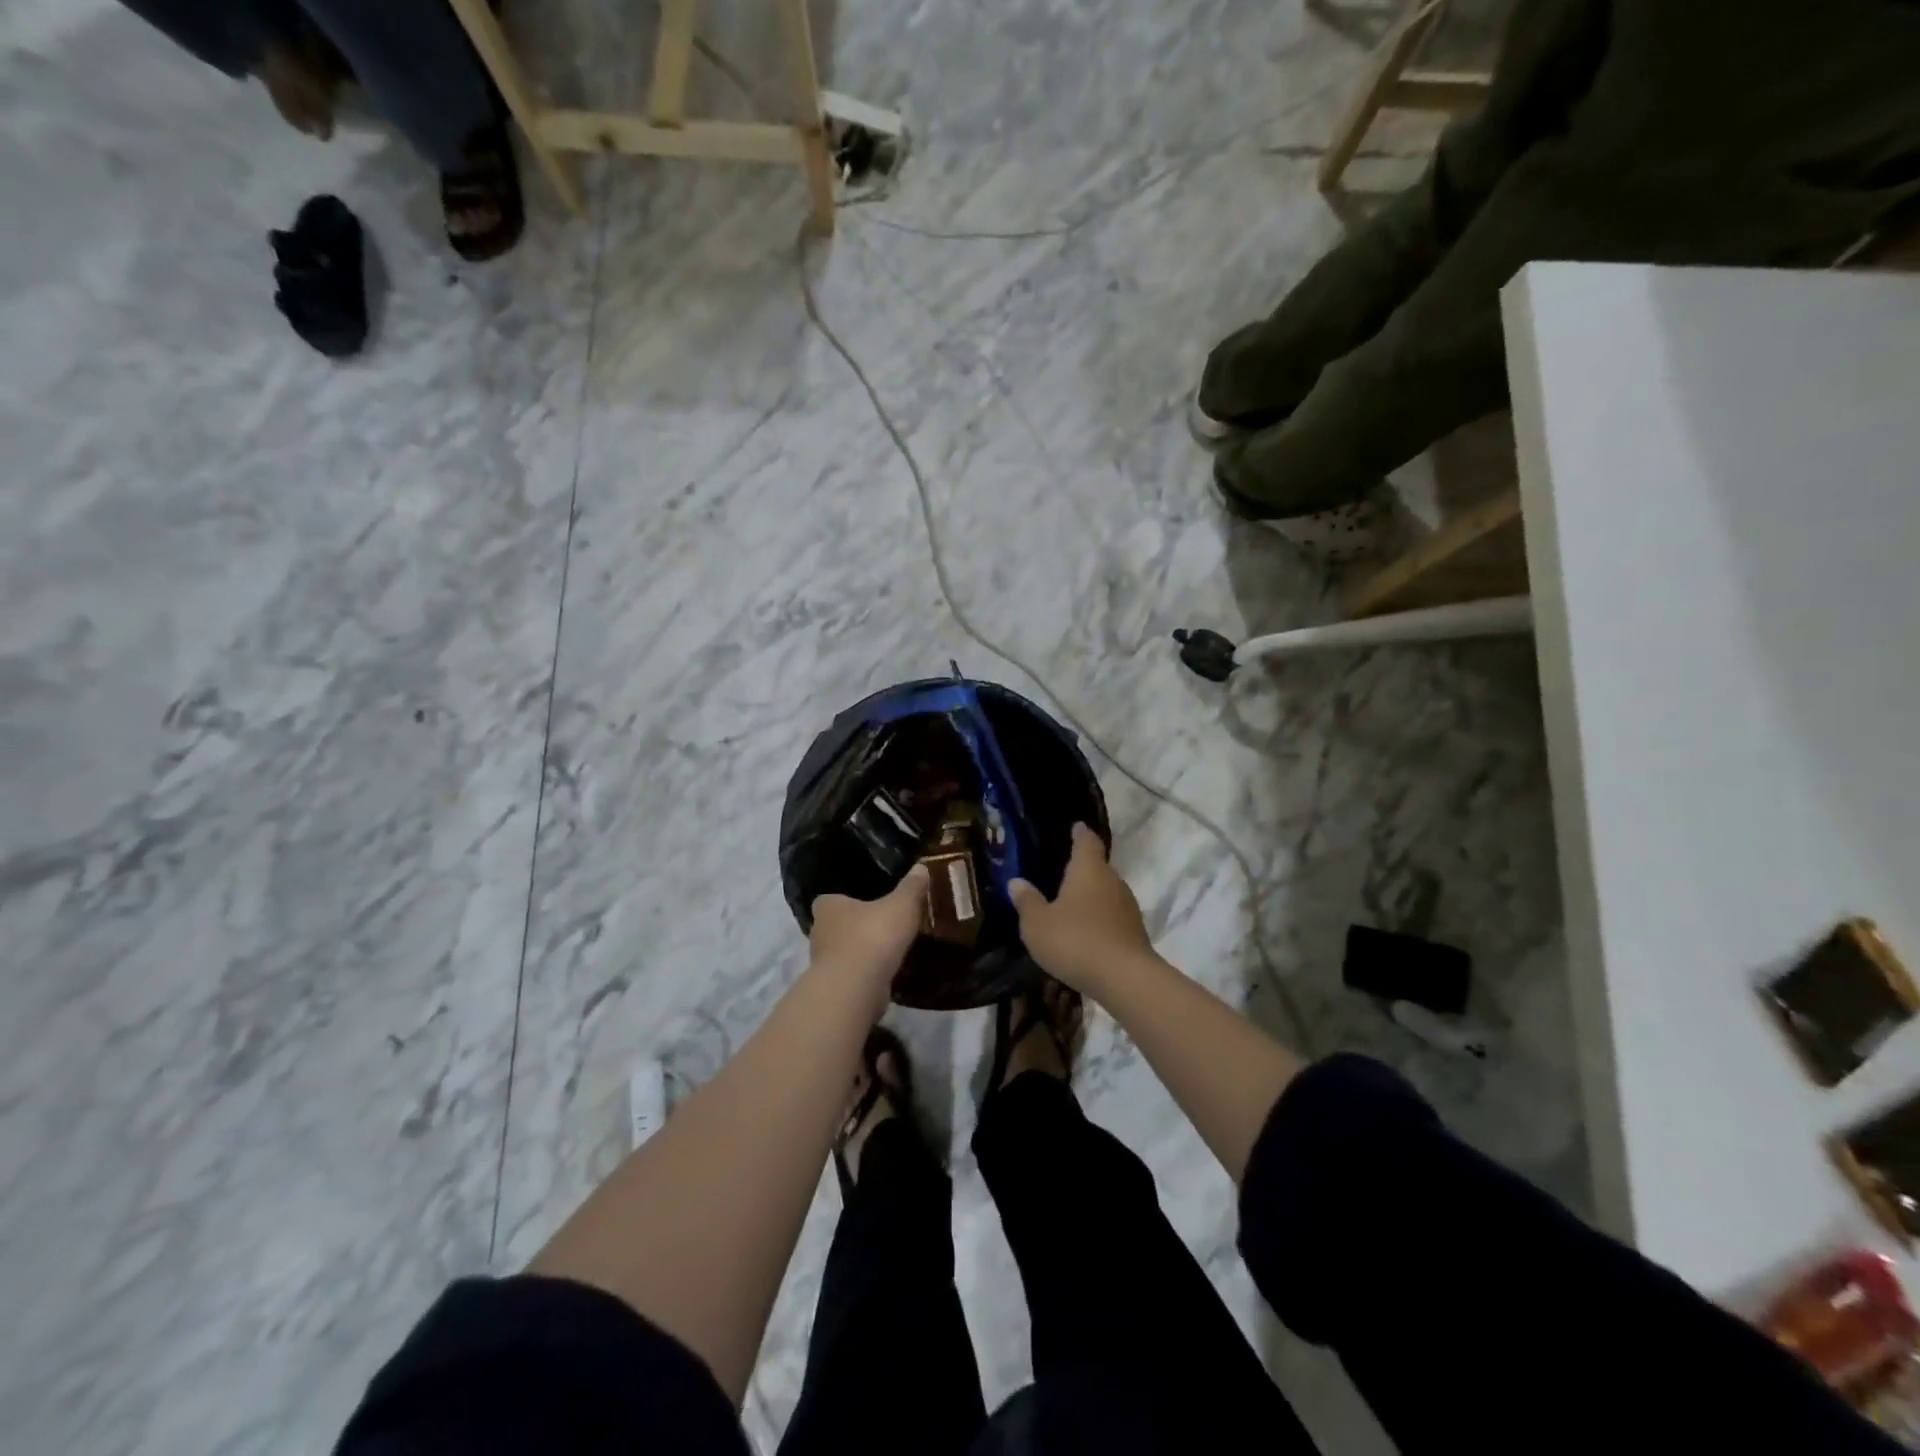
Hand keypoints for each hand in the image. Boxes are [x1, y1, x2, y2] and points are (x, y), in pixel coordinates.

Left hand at [809, 864, 929, 992]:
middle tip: (880, 924)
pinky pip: (852, 975)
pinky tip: (885, 973)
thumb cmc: (873, 936)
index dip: (846, 900)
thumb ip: (911, 887)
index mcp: (828, 907)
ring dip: (860, 952)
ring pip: (843, 952)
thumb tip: (921, 866)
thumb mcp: (901, 905)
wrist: (856, 987)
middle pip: (836, 926)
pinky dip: (865, 974)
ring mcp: (823, 963)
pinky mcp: (834, 987)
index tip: (865, 902)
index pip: (829, 899)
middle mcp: (819, 932)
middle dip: (854, 926)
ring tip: (886, 949)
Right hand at [1010, 824, 1153, 995]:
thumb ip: (1027, 901)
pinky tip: (1086, 932)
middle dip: (1083, 868)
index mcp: (1088, 869)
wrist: (1125, 978)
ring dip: (1091, 896)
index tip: (1076, 826)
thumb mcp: (1037, 924)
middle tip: (1063, 871)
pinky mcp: (1135, 933)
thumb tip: (1017, 882)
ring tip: (1071, 904)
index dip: (1080, 833)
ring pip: (1107, 893)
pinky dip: (1100, 919)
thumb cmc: (1075, 940)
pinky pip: (1112, 916)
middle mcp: (1112, 881)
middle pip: (1099, 867)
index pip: (1086, 841)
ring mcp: (1128, 907)